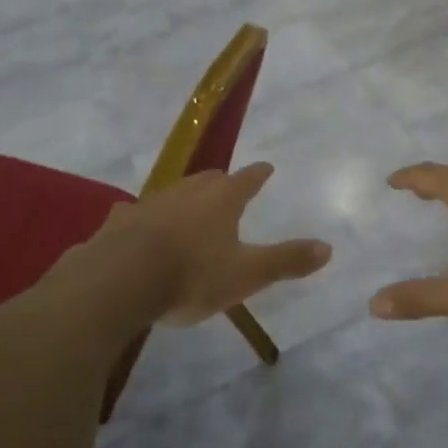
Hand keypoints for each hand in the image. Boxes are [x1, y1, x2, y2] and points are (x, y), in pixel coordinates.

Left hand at [97, 163, 330, 325]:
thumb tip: (328, 247)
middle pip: (209, 180)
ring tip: (189, 209)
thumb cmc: (191, 274)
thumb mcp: (247, 274)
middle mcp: (187, 191)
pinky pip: (136, 215)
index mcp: (222, 199)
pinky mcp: (120, 222)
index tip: (267, 167)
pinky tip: (136, 225)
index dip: (259, 174)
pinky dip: (144, 219)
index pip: (248, 179)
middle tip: (228, 187)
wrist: (119, 280)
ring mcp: (150, 203)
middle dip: (221, 183)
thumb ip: (286, 261)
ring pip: (173, 194)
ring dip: (184, 200)